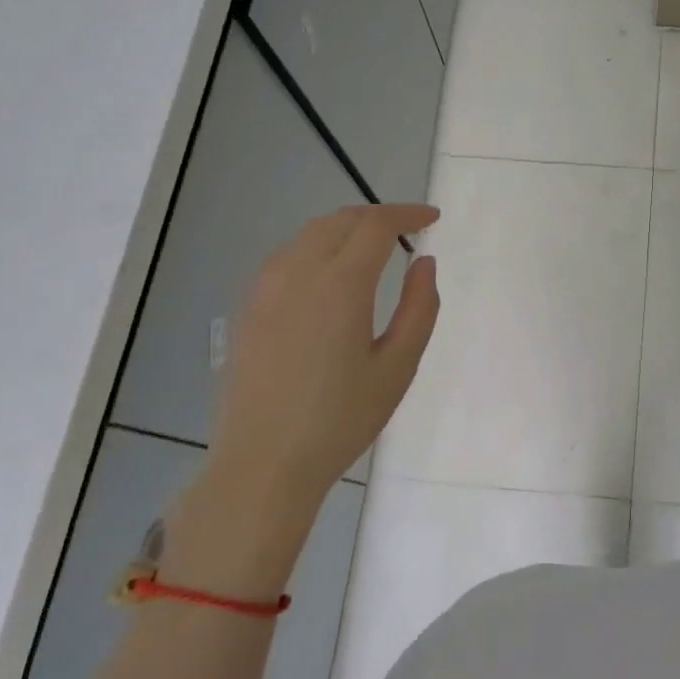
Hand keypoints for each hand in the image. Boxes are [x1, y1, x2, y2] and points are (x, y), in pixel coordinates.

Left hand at [167, 204, 439, 598]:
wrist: (263, 464)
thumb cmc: (341, 419)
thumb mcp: (398, 367)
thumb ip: (419, 307)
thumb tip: (424, 262)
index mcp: (340, 283)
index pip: (376, 225)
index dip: (407, 214)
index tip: (432, 218)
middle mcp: (297, 272)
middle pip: (340, 220)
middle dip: (377, 216)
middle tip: (407, 230)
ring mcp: (265, 288)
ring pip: (309, 235)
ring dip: (345, 229)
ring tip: (372, 248)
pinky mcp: (247, 308)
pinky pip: (286, 258)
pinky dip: (316, 249)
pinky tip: (329, 277)